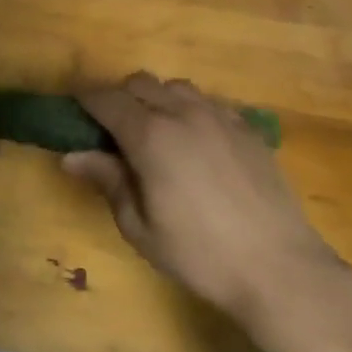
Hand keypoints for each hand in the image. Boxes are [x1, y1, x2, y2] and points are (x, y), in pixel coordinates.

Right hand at [63, 73, 345, 324]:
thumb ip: (107, 181)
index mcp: (150, 136)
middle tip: (111, 130)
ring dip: (156, 99)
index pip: (106, 99)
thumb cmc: (199, 253)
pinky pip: (209, 102)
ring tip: (155, 132)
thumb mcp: (139, 226)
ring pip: (176, 86)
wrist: (280, 268)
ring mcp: (221, 118)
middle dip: (119, 97)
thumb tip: (71, 155)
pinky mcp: (248, 129)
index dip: (84, 99)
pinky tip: (194, 142)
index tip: (72, 109)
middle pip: (140, 83)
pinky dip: (190, 110)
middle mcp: (183, 114)